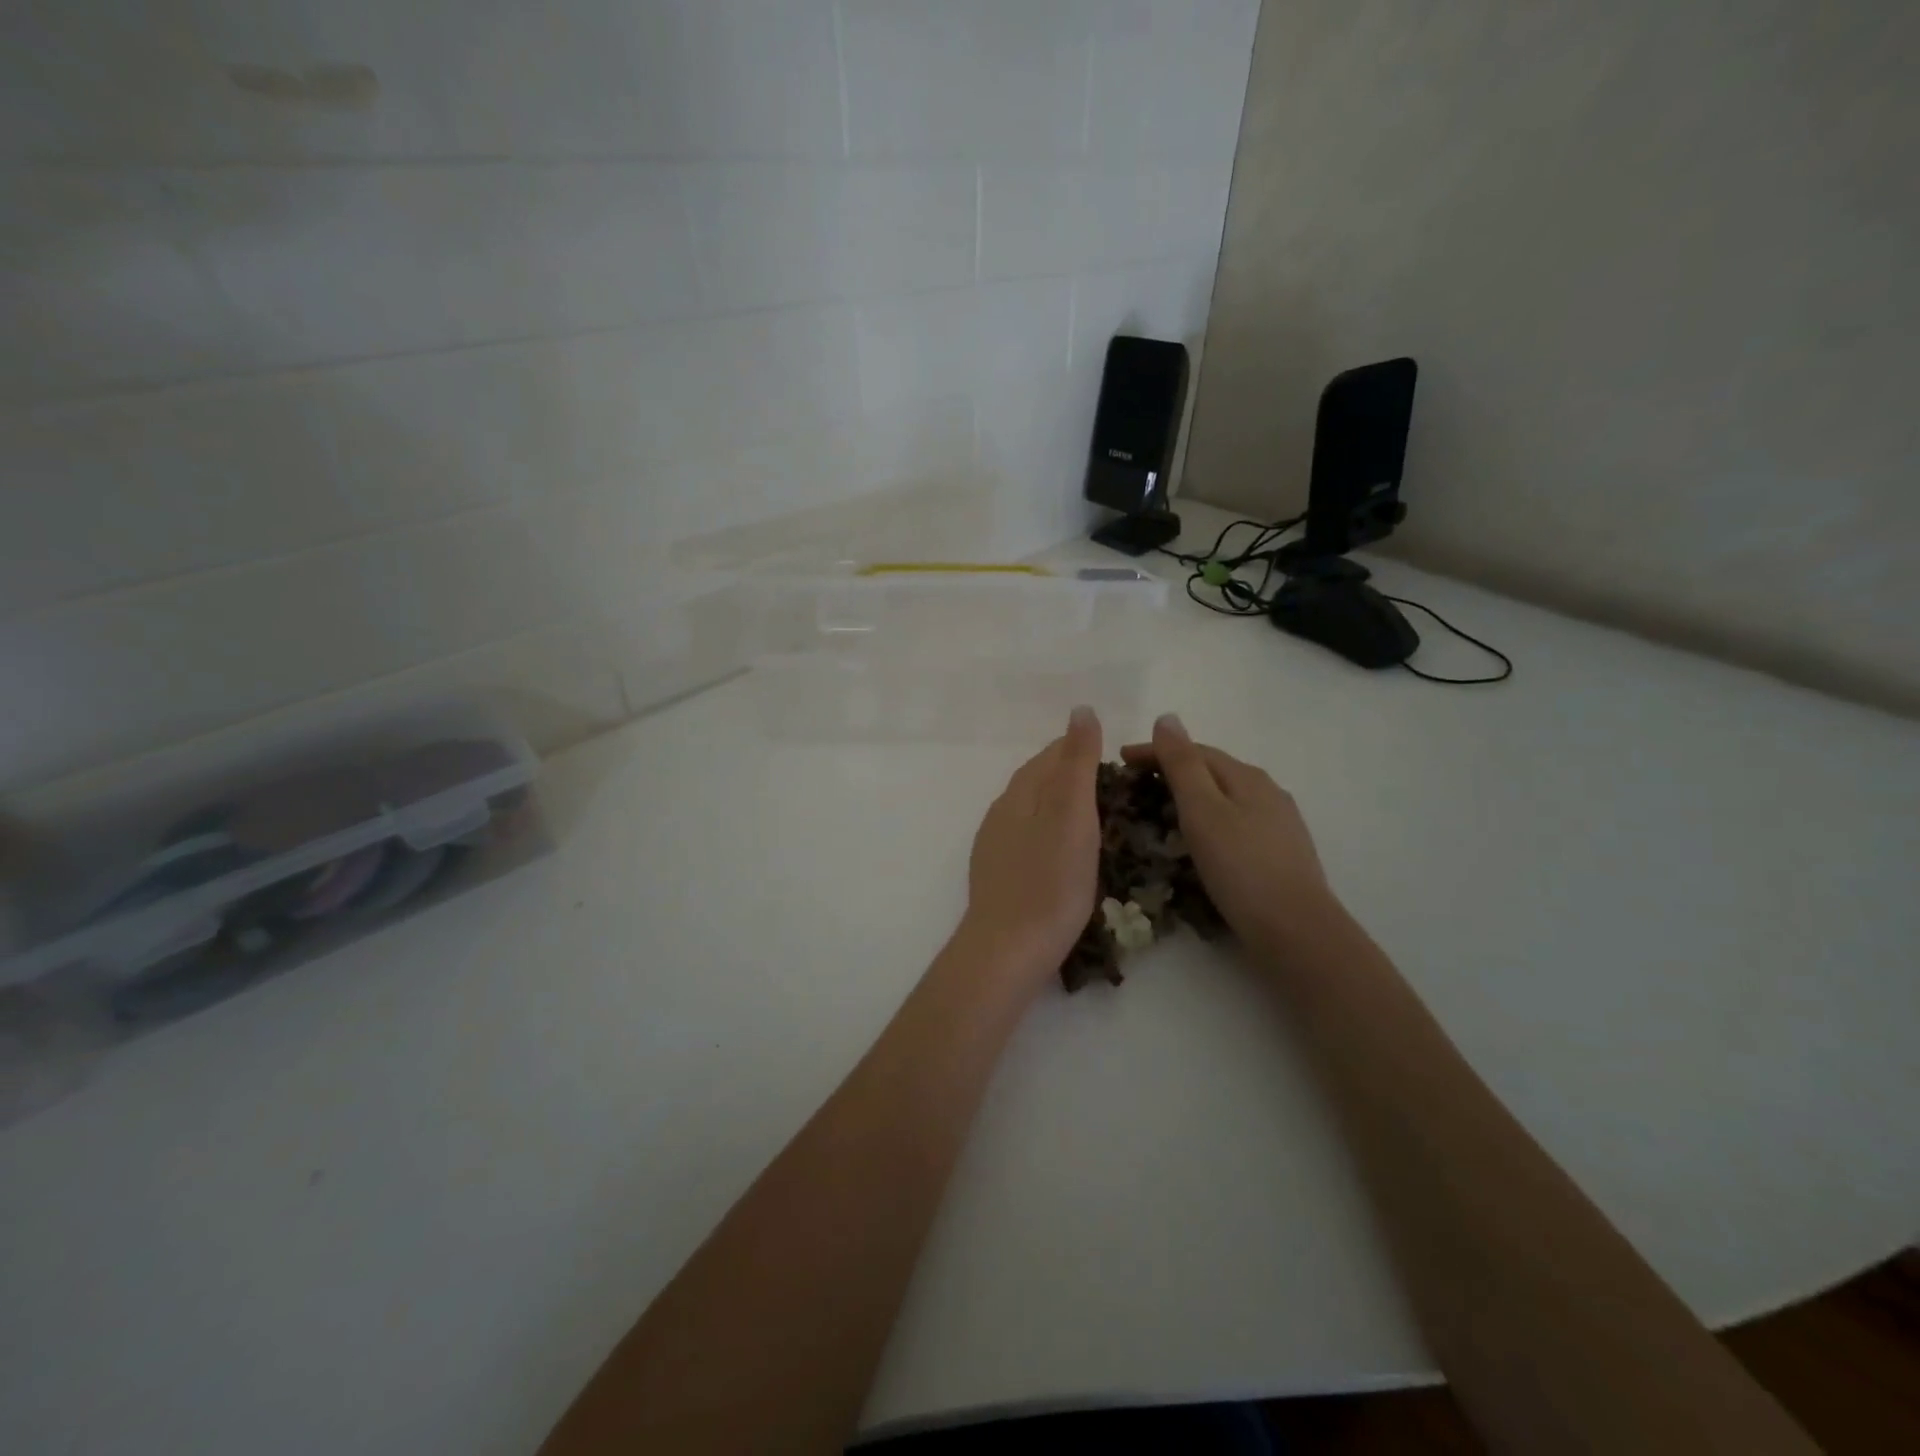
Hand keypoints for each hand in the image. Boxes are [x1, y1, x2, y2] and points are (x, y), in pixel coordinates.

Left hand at [957, 706, 1102, 993]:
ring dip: (1060, 806)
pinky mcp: (996, 873)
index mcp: (1021, 791)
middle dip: (1072, 777)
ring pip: (1031, 810)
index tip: (1117, 762)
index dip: (1083, 751)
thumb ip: (1076, 762)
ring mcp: (994, 843)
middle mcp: (1001, 810)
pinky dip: (1049, 834)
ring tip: (1095, 822)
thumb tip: (1081, 710)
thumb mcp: (1072, 814)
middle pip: (1039, 779)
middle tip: (1113, 792)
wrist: (1008, 948)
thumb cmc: (1050, 880)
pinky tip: (1062, 854)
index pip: (1052, 754)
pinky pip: (1026, 838)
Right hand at [1121, 714, 1334, 953]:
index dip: (1155, 751)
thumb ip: (1182, 764)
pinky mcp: (1281, 853)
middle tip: (1135, 786)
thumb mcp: (1202, 811)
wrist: (1297, 931)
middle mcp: (1268, 792)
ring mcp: (1279, 823)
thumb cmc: (1241, 868)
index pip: (1194, 750)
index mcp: (1247, 777)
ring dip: (1192, 798)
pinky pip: (1235, 823)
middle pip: (1213, 771)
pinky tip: (1202, 841)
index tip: (1120, 760)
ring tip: (1162, 812)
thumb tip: (1167, 717)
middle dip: (1173, 772)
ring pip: (1226, 798)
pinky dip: (1209, 822)